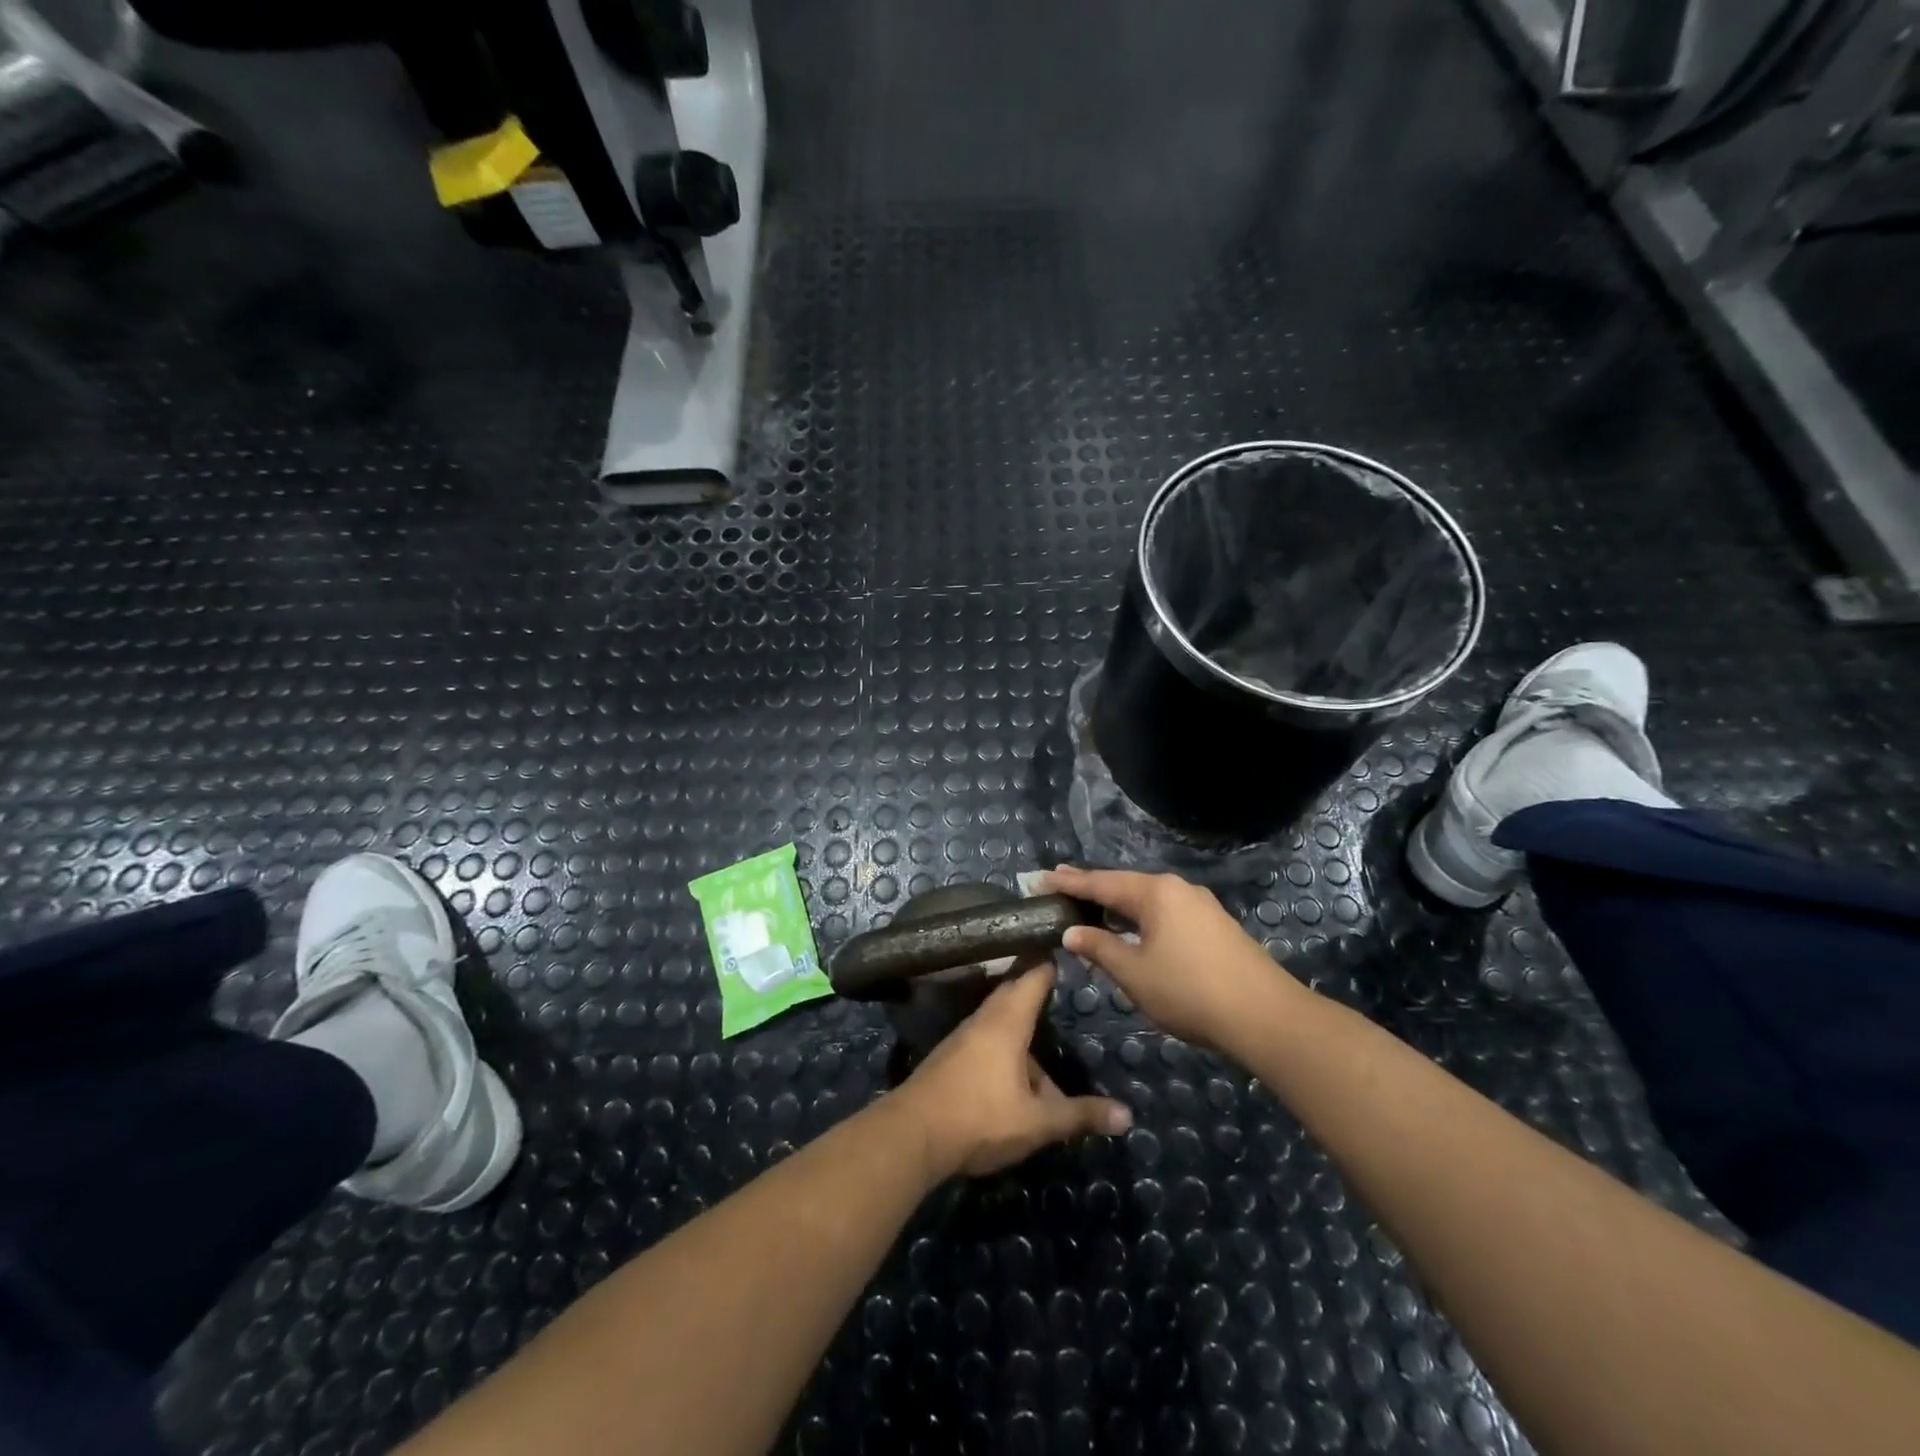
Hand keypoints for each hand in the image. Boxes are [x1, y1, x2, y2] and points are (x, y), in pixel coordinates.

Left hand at [891, 965, 1132, 1179]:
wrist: (912, 1135)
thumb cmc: (980, 1118)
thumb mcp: (1037, 1122)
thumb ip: (1080, 1115)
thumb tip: (1127, 1116)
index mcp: (1008, 1020)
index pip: (1034, 975)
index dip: (1052, 959)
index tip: (1069, 943)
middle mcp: (985, 1019)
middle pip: (1016, 993)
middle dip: (1039, 988)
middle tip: (1064, 983)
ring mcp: (965, 1037)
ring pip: (1002, 1020)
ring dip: (1024, 1025)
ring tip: (1049, 1036)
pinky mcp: (953, 1057)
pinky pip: (988, 1038)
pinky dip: (1008, 1043)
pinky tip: (1020, 1073)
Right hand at [1042, 864, 1303, 1054]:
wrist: (1265, 1015)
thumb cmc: (1189, 991)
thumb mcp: (1134, 973)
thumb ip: (1099, 948)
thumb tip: (1071, 932)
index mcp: (1155, 892)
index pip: (1100, 883)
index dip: (1068, 883)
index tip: (1039, 879)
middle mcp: (1177, 888)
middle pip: (1124, 884)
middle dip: (1091, 886)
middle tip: (1059, 883)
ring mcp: (1199, 905)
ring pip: (1146, 898)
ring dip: (1116, 902)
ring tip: (1089, 903)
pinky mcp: (1213, 925)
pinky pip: (1164, 912)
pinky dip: (1138, 916)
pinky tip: (1130, 926)